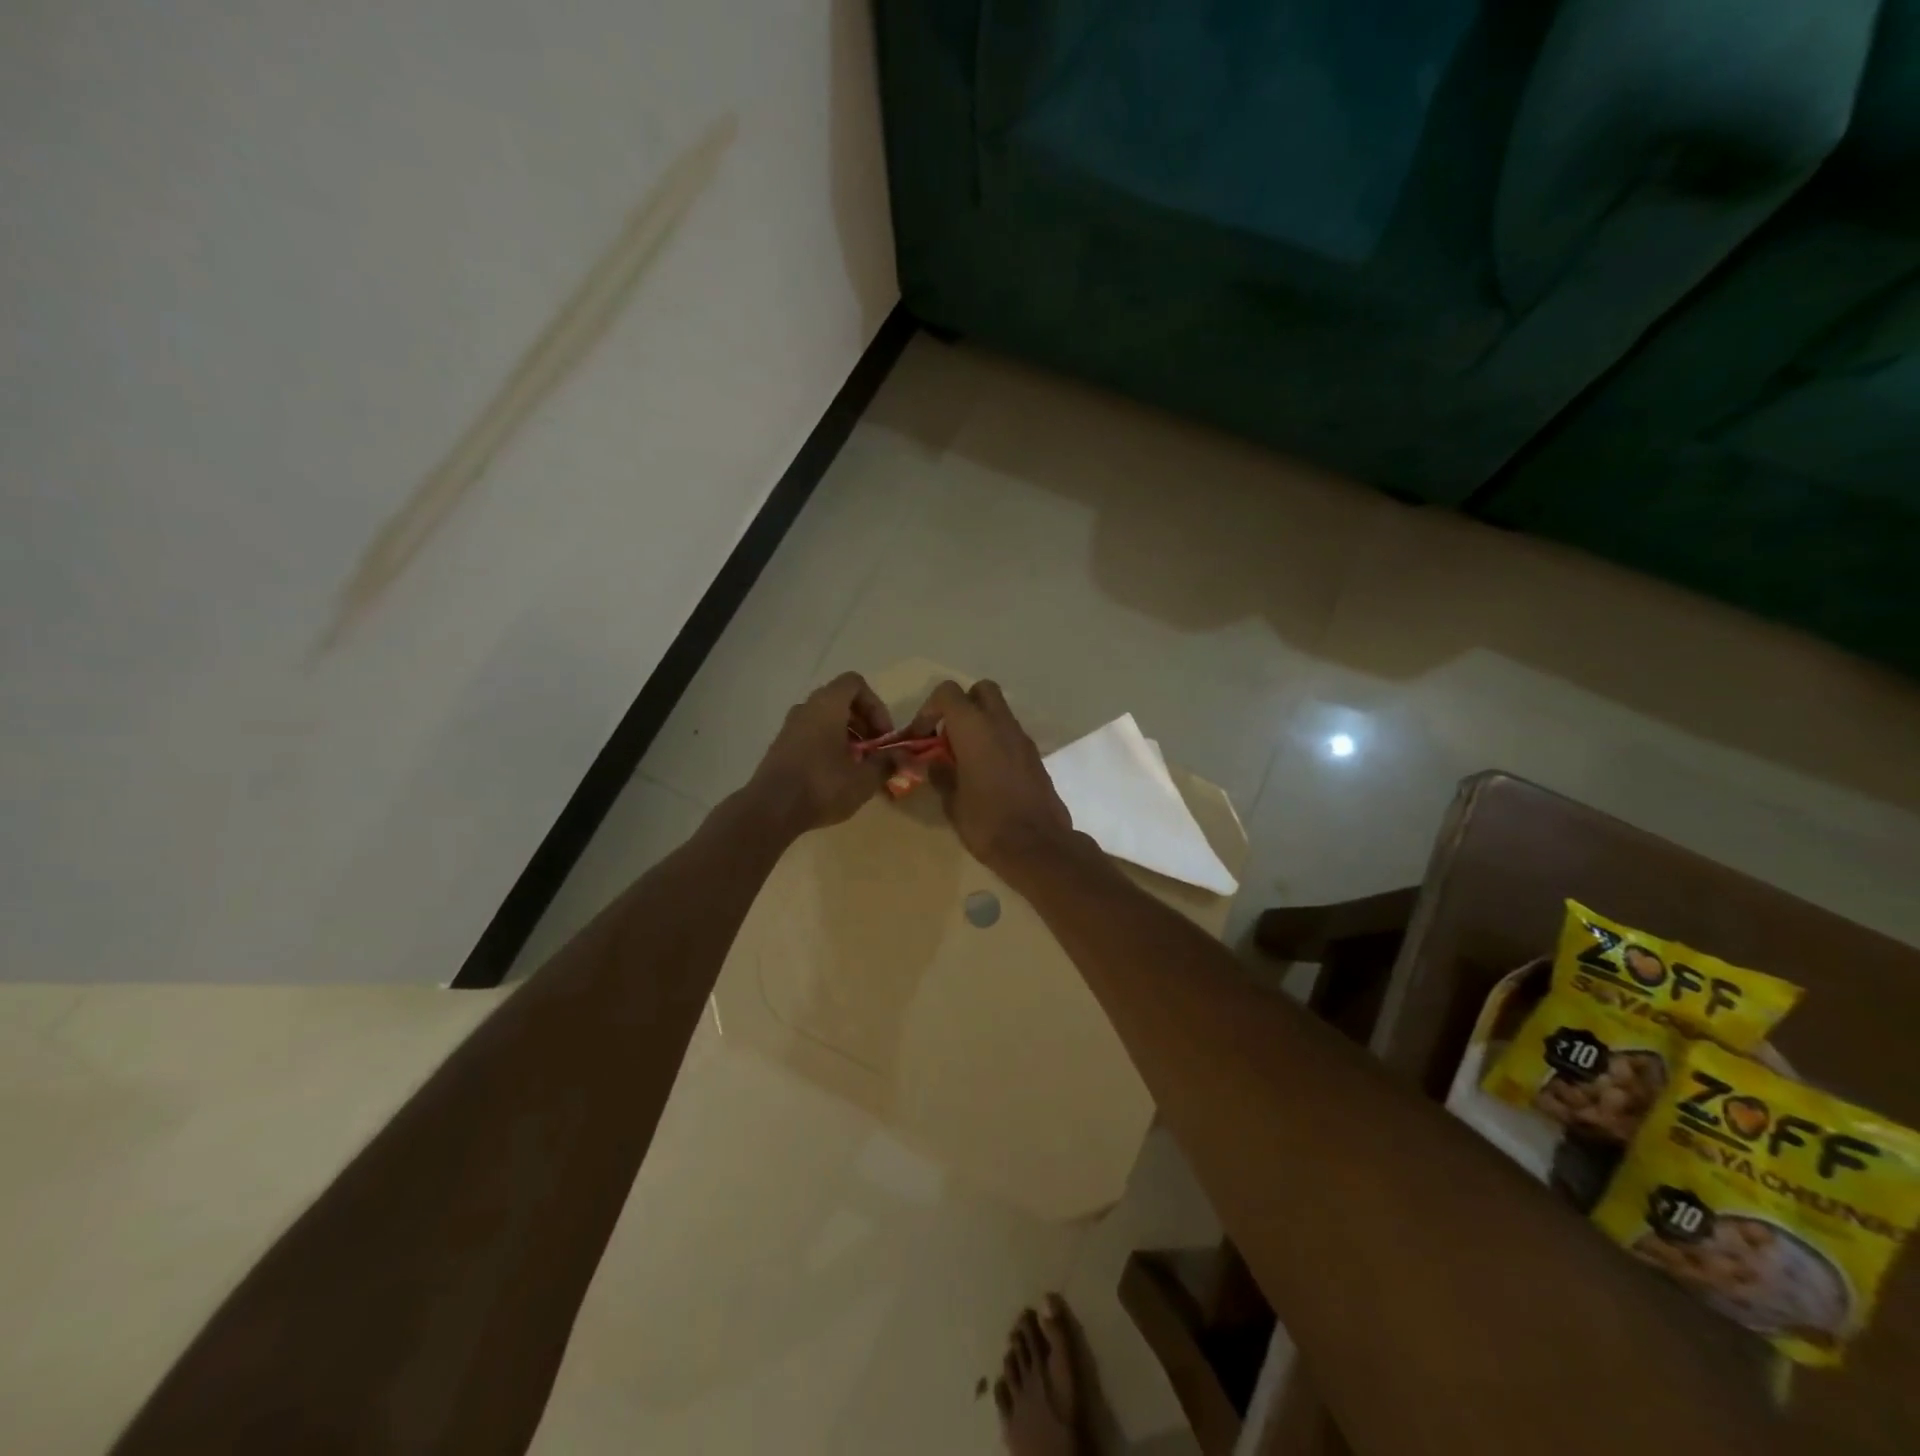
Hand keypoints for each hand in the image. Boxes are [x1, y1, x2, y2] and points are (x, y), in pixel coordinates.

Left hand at [748, 672, 897, 834]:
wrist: (771, 809)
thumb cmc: (822, 785)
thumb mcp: (864, 778)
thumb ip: (887, 763)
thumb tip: (903, 757)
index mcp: (827, 705)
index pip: (855, 683)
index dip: (875, 705)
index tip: (883, 734)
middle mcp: (806, 708)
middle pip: (841, 701)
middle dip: (864, 722)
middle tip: (875, 750)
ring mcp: (790, 727)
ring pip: (825, 719)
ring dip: (847, 735)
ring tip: (857, 765)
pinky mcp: (781, 746)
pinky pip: (811, 734)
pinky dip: (828, 745)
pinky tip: (836, 775)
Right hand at [909, 680, 1074, 876]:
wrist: (1038, 846)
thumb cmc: (986, 822)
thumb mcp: (951, 800)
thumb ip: (939, 774)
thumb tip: (931, 763)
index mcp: (974, 728)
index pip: (948, 692)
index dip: (930, 709)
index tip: (922, 736)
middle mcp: (1001, 724)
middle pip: (981, 691)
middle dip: (961, 706)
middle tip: (948, 737)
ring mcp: (1022, 738)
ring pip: (999, 712)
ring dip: (980, 725)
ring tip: (964, 759)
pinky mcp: (1035, 756)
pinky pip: (1010, 735)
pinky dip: (996, 742)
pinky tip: (986, 773)